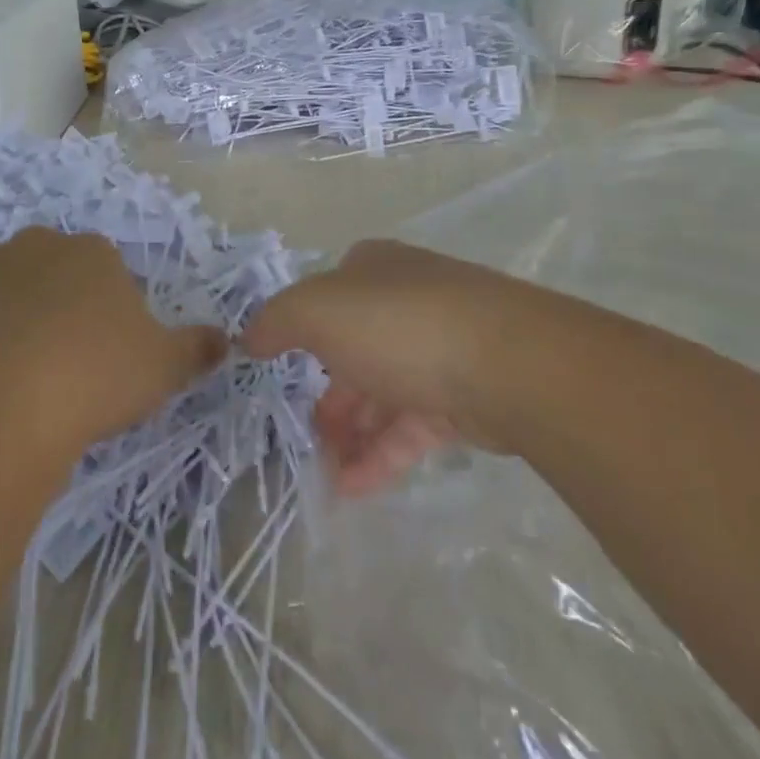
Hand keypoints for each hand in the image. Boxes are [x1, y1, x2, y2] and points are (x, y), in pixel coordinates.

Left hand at [0, 227, 226, 464]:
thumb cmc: (94, 375)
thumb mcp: (164, 366)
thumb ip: (197, 348)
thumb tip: (226, 340)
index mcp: (93, 253)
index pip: (106, 270)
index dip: (107, 311)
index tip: (104, 354)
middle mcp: (36, 246)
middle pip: (51, 271)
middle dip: (55, 306)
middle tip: (60, 363)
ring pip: (0, 289)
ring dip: (7, 317)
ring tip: (12, 377)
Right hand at [243, 240, 543, 494]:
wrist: (510, 365)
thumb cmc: (399, 326)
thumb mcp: (317, 311)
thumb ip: (276, 322)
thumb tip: (249, 338)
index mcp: (373, 270)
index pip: (327, 297)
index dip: (302, 332)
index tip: (282, 372)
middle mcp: (406, 302)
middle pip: (353, 351)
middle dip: (327, 396)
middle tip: (303, 437)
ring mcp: (440, 349)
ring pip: (383, 393)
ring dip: (350, 434)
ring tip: (324, 474)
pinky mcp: (466, 397)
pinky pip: (412, 427)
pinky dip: (381, 455)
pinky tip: (353, 487)